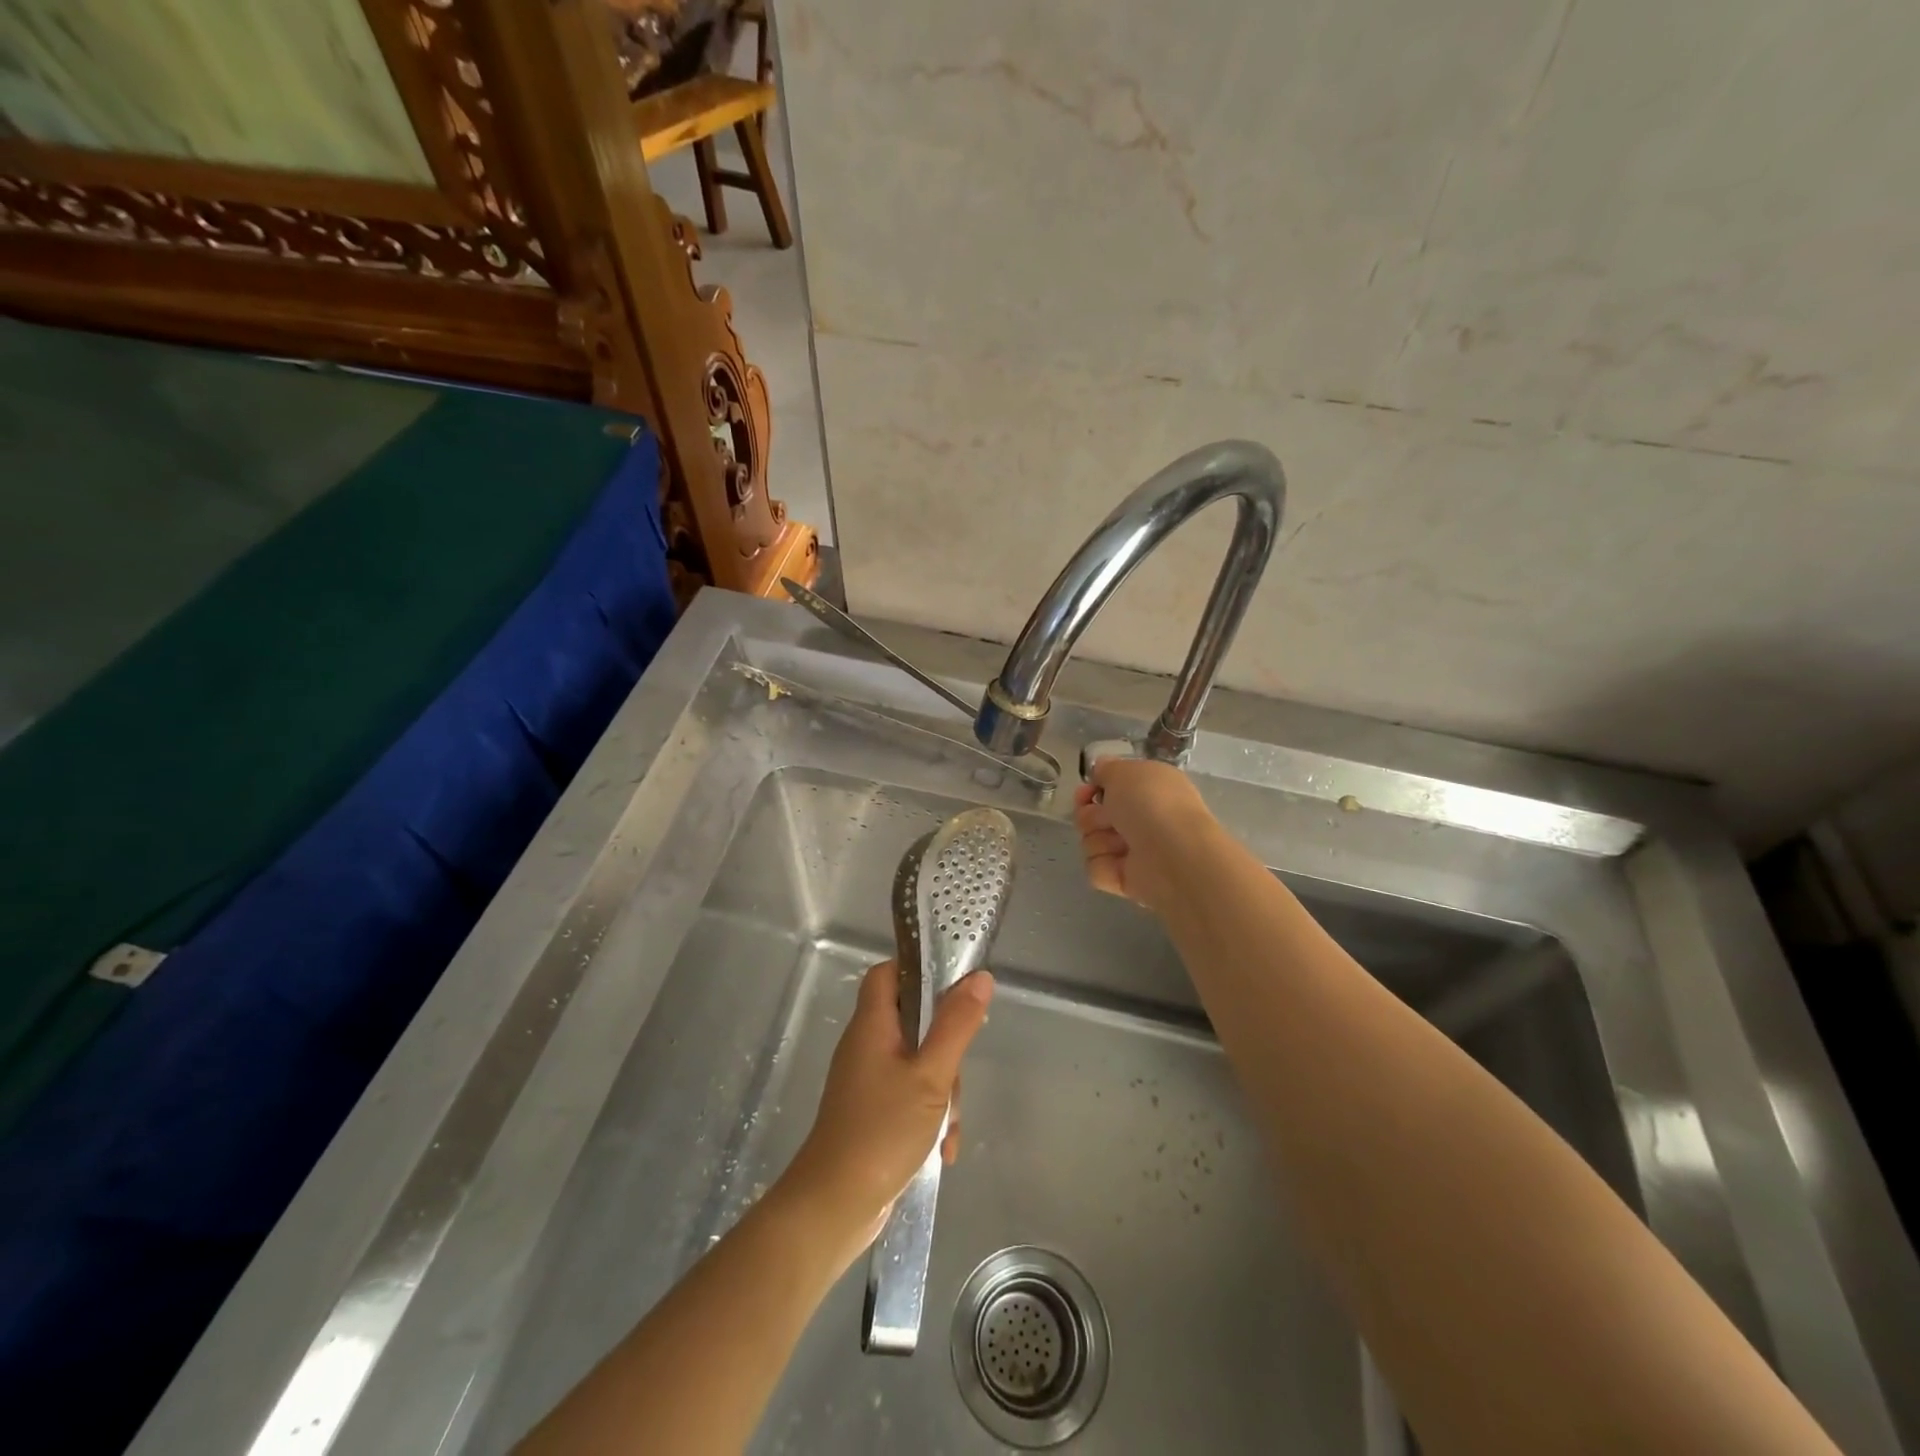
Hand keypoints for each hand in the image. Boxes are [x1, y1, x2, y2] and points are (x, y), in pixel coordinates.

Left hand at [782, 960, 993, 1261]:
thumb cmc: (882, 1131)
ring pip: (919, 1062)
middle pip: (914, 1020)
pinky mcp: (873, 1112)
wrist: (834, 1207)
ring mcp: (868, 1080)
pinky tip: (942, 1149)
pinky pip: (911, 1096)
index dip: (919, 970)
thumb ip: (956, 1025)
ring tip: (947, 1128)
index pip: (889, 972)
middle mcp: (867, 1045)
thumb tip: (980, 977)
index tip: (954, 988)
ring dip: (942, 1092)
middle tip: (956, 1073)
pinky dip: (930, 1117)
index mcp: (872, 1024)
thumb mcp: (931, 1076)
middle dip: (945, 1048)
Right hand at [1074, 758, 1220, 910]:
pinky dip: (1103, 865)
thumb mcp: (1123, 771)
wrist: (1172, 854)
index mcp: (1148, 788)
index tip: (1086, 791)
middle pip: (1093, 815)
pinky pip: (1096, 868)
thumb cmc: (1150, 803)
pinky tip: (1120, 864)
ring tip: (1121, 844)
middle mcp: (1142, 818)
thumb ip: (1107, 768)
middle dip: (1090, 815)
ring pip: (1091, 841)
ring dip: (1099, 839)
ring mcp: (1134, 850)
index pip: (1110, 788)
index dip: (1092, 788)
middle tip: (1106, 818)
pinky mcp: (1125, 879)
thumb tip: (1100, 769)